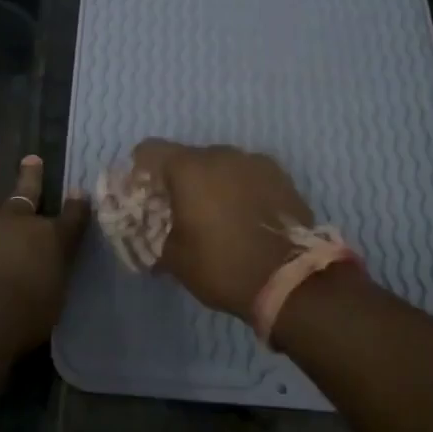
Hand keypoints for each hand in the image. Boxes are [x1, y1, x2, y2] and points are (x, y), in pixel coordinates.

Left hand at [0, 153, 89, 347]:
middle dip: (31, 175)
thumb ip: (50, 278)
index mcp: (50, 240)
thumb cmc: (23, 316)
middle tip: (32, 158)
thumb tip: (48, 270)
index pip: (71, 219)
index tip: (79, 193)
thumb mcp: (52, 300)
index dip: (77, 206)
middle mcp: (16, 222)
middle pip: (27, 193)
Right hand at [129, 140, 313, 316]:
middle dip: (180, 179)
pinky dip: (240, 188)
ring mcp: (254, 162)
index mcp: (188, 168)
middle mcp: (221, 154)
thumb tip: (150, 235)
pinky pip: (248, 174)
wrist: (292, 281)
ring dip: (213, 182)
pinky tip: (244, 215)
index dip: (141, 170)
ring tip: (217, 214)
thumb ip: (155, 236)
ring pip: (221, 164)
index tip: (144, 194)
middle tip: (180, 210)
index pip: (149, 150)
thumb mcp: (175, 260)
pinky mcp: (281, 175)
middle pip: (188, 156)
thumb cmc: (222, 266)